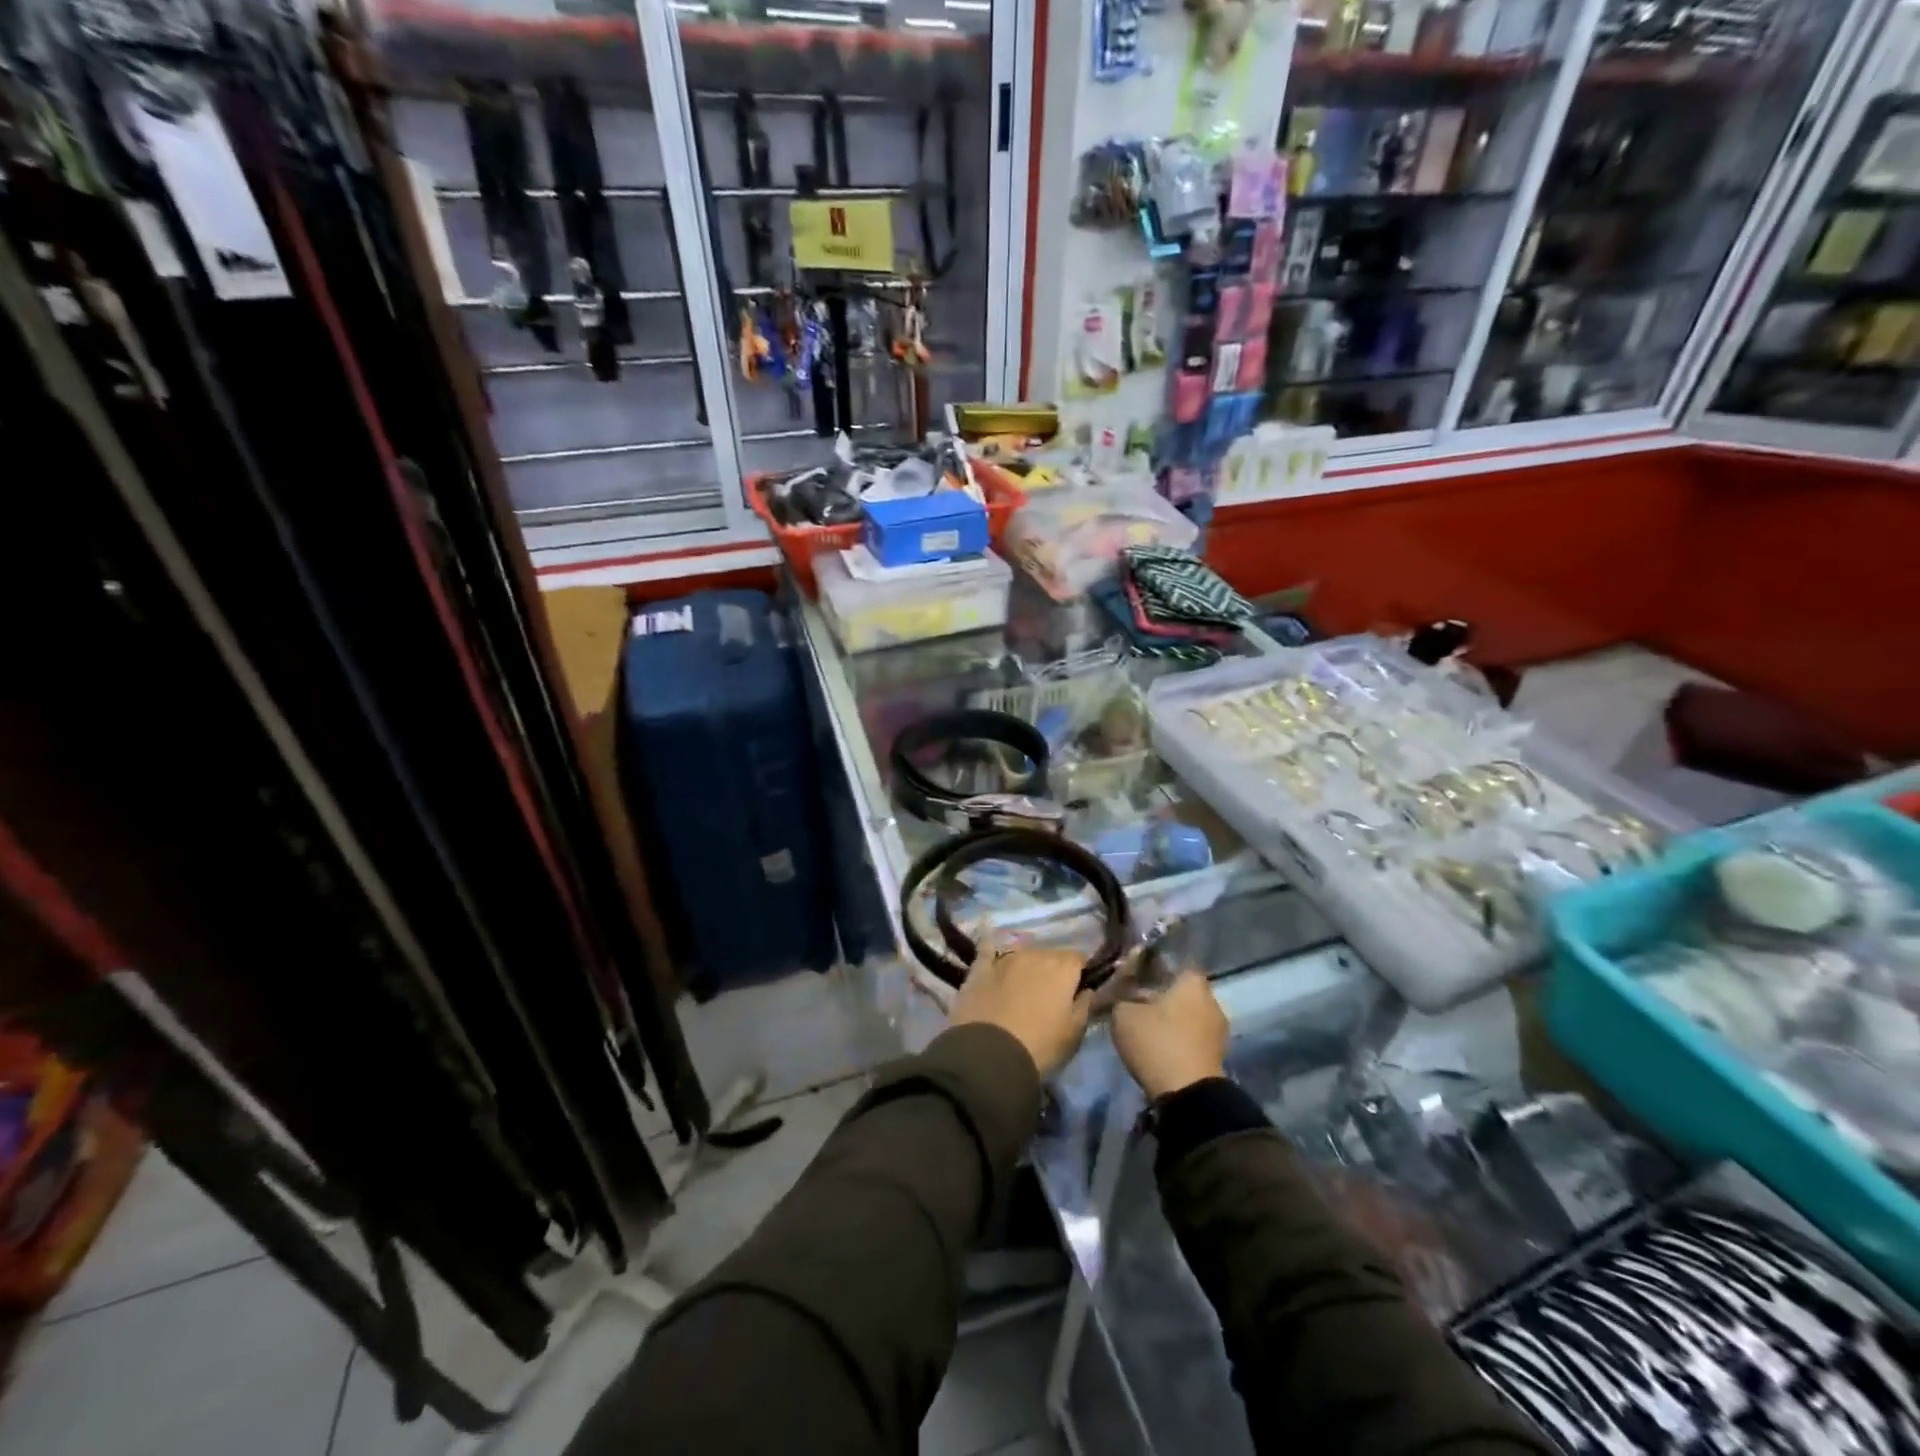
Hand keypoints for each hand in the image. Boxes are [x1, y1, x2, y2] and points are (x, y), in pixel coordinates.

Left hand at [949, 938, 1094, 1079]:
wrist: (989, 1054)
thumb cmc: (1040, 1045)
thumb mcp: (1074, 1033)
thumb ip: (1085, 1005)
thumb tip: (1087, 990)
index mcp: (1062, 967)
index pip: (1078, 958)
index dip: (1079, 973)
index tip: (1077, 991)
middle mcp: (1034, 954)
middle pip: (1050, 955)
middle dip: (1052, 971)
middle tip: (1049, 997)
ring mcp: (1004, 959)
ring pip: (1022, 955)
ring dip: (1026, 968)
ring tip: (1022, 991)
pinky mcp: (979, 968)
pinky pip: (988, 952)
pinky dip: (992, 955)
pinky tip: (992, 959)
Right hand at [1110, 970, 1228, 1099]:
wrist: (1188, 1095)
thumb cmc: (1157, 1042)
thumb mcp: (1123, 1014)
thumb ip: (1121, 995)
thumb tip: (1123, 992)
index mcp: (1192, 981)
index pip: (1172, 963)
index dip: (1152, 969)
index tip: (1134, 979)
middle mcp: (1211, 999)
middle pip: (1182, 990)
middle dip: (1162, 996)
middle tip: (1137, 1005)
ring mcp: (1219, 1028)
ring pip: (1189, 1014)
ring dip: (1172, 1020)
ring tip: (1147, 1029)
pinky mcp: (1219, 1054)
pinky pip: (1194, 1036)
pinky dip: (1180, 1039)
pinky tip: (1161, 1047)